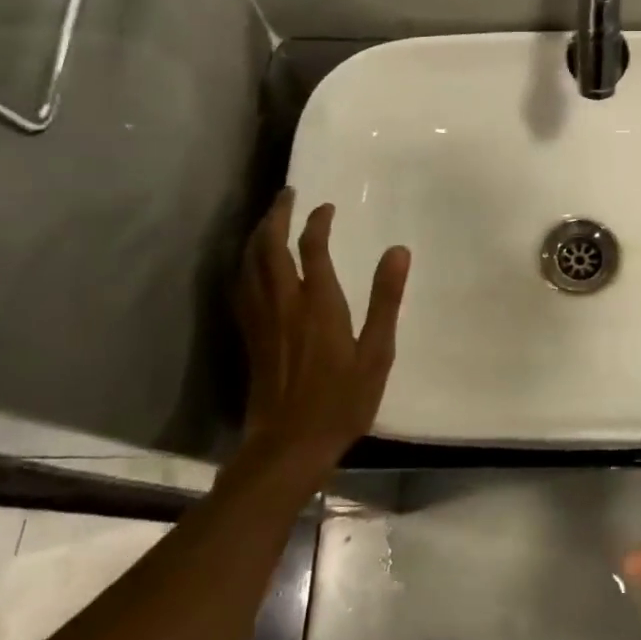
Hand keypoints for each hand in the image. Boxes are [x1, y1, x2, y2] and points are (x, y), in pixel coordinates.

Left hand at [234, 188, 410, 469]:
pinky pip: (241, 287)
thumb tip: (399, 251)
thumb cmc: (342, 400)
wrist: (289, 445)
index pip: (312, 247)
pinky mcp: (250, 336)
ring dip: (257, 235)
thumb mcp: (377, 352)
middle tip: (287, 194)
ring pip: (249, 264)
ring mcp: (261, 319)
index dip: (317, 222)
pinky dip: (245, 264)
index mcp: (318, 303)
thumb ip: (386, 300)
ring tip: (268, 220)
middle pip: (270, 247)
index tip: (326, 207)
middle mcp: (283, 303)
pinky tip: (251, 266)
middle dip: (277, 216)